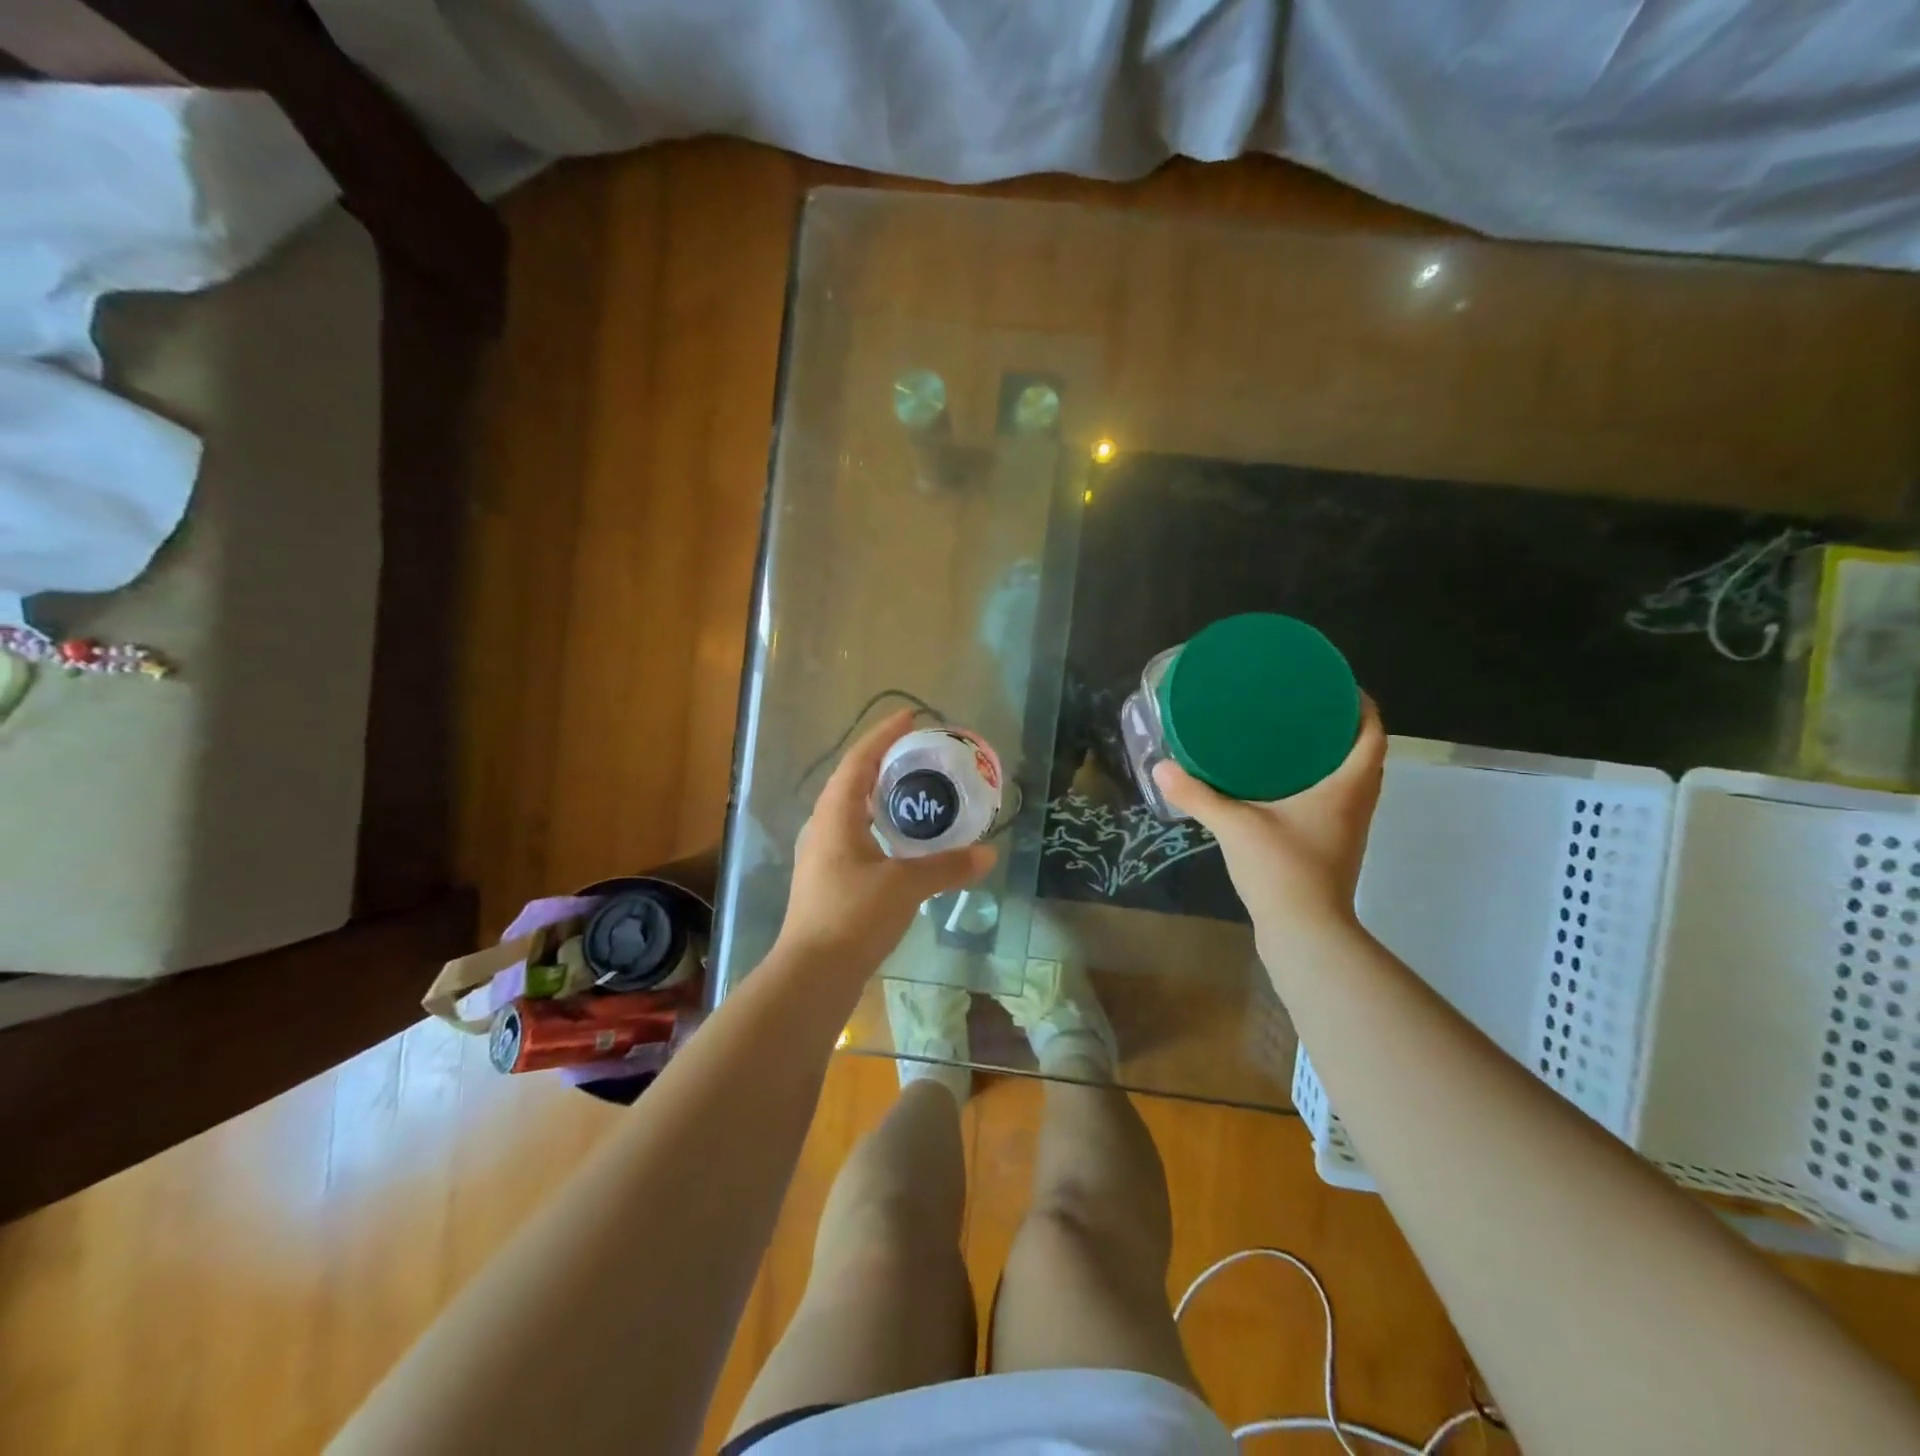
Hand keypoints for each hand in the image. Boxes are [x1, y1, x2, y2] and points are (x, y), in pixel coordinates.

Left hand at [778, 710, 995, 973]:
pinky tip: (900, 840)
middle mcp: (823, 827)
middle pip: (852, 781)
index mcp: (835, 816)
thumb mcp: (905, 885)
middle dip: (883, 762)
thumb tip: (988, 853)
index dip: (883, 735)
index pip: (858, 761)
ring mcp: (822, 855)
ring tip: (913, 790)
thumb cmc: (853, 916)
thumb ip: (947, 866)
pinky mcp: (828, 879)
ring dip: (879, 795)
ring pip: (851, 810)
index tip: (909, 716)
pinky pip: (855, 835)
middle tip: (918, 753)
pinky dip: (879, 825)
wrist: (811, 974)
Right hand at [1154, 696, 1386, 940]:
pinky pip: (1334, 799)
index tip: (1330, 682)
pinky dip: (1317, 782)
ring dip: (1329, 755)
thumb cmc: (1282, 870)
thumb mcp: (1235, 826)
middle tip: (1299, 704)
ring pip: (1349, 778)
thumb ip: (1197, 795)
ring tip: (1288, 736)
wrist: (1304, 932)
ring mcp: (1348, 827)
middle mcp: (1356, 802)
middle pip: (1362, 752)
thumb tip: (1160, 766)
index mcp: (1347, 786)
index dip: (1359, 704)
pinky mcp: (1332, 846)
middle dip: (1338, 725)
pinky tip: (1279, 783)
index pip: (1371, 732)